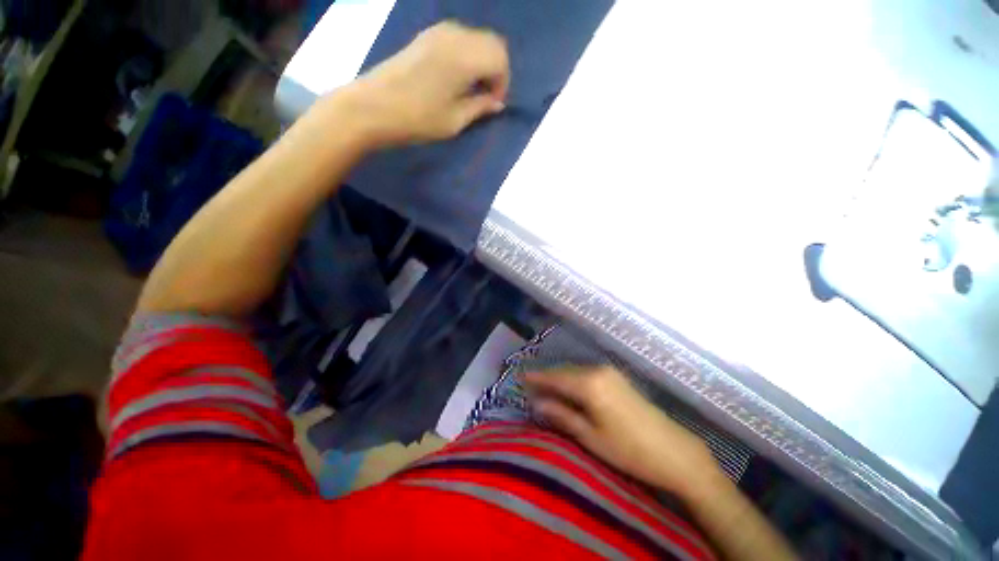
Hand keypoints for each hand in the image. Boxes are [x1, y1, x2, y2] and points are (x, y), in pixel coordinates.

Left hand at [334, 21, 509, 146]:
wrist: (372, 107)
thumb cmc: (417, 119)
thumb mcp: (454, 121)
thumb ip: (480, 108)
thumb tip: (497, 104)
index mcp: (464, 56)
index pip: (500, 57)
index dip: (503, 82)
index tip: (493, 104)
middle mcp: (455, 35)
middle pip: (491, 42)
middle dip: (496, 70)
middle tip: (486, 96)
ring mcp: (438, 32)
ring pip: (475, 38)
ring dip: (481, 61)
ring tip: (471, 89)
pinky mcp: (425, 36)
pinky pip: (458, 38)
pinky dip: (466, 55)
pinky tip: (456, 77)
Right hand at [526, 367, 720, 496]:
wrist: (674, 451)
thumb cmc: (629, 450)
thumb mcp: (590, 436)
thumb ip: (561, 415)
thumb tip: (537, 402)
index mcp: (589, 383)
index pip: (554, 377)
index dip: (536, 378)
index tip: (520, 379)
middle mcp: (597, 370)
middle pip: (564, 371)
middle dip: (547, 378)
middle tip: (530, 387)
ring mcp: (609, 372)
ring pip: (575, 371)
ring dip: (560, 379)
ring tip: (545, 390)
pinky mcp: (617, 377)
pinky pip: (587, 373)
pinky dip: (574, 380)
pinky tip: (568, 390)